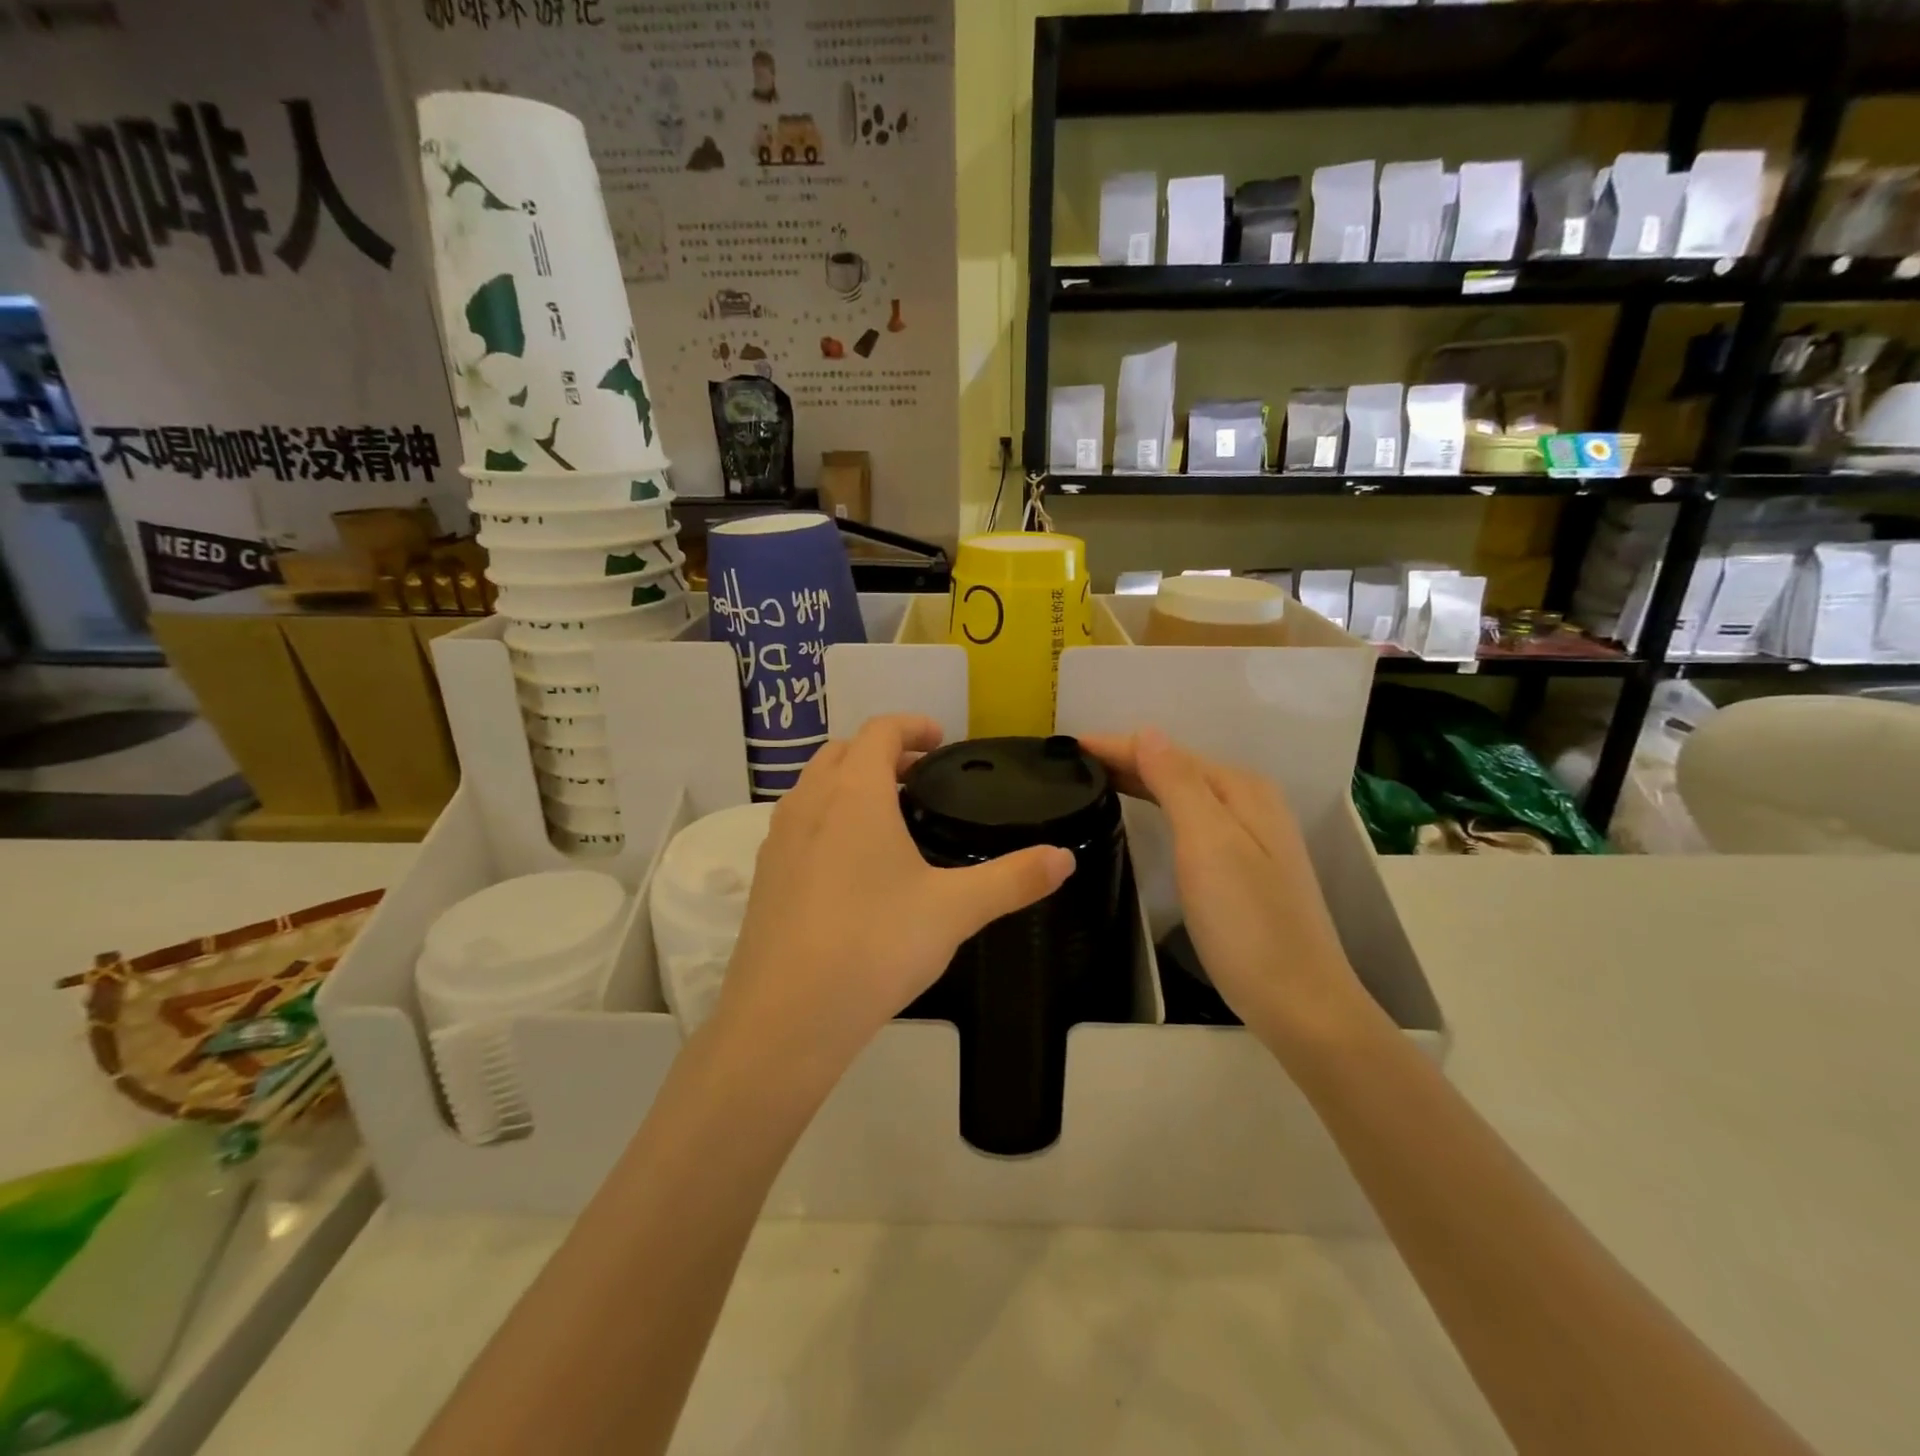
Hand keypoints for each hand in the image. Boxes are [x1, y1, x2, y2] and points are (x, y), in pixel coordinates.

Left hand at [715, 714, 1074, 1079]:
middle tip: (920, 777)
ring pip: (814, 786)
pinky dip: (826, 819)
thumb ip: (1013, 879)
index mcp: (855, 794)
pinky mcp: (764, 877)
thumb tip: (1064, 858)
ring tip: (888, 816)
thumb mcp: (955, 910)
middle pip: (843, 751)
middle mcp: (809, 803)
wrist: (787, 1016)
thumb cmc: (876, 944)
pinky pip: (797, 825)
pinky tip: (851, 866)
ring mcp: (778, 840)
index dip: (912, 725)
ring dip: (849, 783)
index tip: (940, 739)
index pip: (880, 731)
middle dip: (882, 752)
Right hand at [1078, 728, 1374, 1044]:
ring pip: (1183, 794)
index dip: (1118, 746)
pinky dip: (1159, 807)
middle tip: (1072, 763)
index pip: (1167, 753)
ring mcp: (1250, 837)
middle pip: (1177, 769)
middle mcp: (1250, 803)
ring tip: (1095, 780)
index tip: (1068, 745)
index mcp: (1241, 790)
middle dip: (1126, 759)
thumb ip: (1178, 784)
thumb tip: (1148, 732)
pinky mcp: (1243, 867)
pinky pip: (1190, 818)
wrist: (1299, 1002)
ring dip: (1141, 781)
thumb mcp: (1208, 844)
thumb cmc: (1247, 922)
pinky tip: (1142, 814)